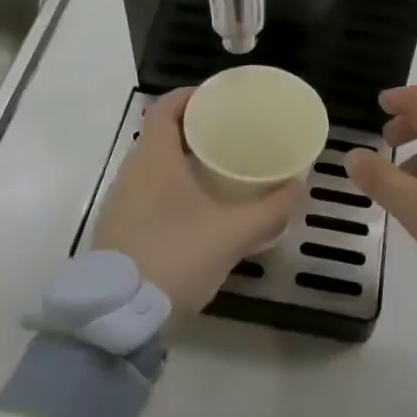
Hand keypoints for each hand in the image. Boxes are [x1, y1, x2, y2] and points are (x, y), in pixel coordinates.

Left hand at [92, 88, 303, 318]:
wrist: (119, 319)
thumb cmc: (175, 256)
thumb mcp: (232, 233)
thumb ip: (270, 209)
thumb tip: (300, 186)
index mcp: (153, 158)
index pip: (165, 107)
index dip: (191, 96)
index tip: (219, 100)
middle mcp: (131, 171)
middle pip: (160, 135)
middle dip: (193, 130)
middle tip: (230, 134)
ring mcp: (119, 202)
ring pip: (153, 166)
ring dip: (181, 161)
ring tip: (218, 169)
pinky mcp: (117, 230)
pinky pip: (146, 192)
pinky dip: (170, 188)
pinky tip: (196, 209)